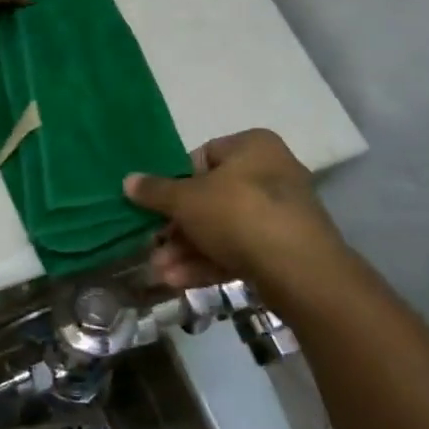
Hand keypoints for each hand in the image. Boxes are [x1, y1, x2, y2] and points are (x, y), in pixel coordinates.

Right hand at [124, 129, 341, 291]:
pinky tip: (178, 282)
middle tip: (153, 244)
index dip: (176, 181)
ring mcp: (280, 215)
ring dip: (187, 250)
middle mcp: (271, 173)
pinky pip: (240, 251)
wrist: (300, 271)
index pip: (204, 156)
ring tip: (159, 270)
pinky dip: (209, 263)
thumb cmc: (239, 214)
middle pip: (211, 197)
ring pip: (223, 229)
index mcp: (252, 146)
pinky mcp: (284, 251)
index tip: (157, 203)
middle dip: (178, 226)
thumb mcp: (187, 200)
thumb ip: (156, 191)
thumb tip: (128, 180)